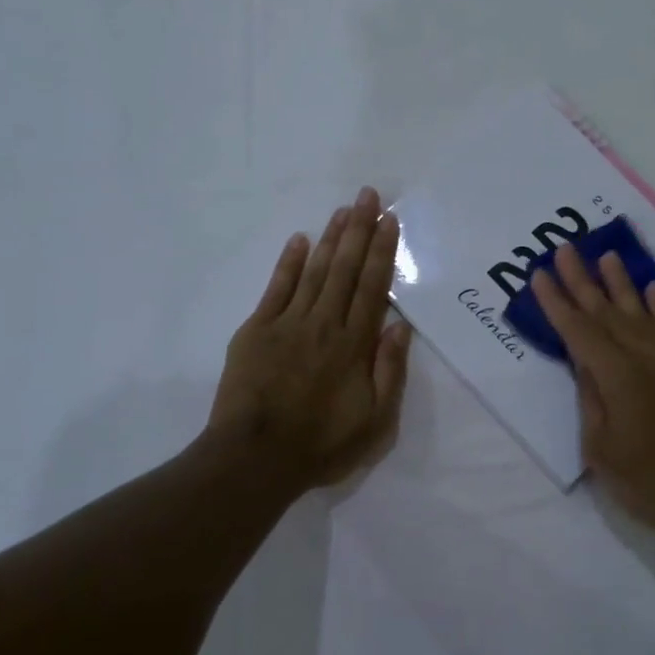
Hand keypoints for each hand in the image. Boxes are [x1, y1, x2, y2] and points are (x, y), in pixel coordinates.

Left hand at [211, 187, 412, 492]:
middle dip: (359, 230)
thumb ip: (389, 371)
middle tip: (368, 195)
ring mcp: (287, 324)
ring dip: (330, 238)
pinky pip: (276, 289)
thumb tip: (399, 325)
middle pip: (344, 269)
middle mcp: (324, 324)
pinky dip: (288, 263)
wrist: (255, 458)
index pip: (372, 287)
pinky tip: (299, 240)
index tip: (389, 220)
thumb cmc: (322, 444)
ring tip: (343, 209)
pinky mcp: (256, 331)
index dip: (382, 251)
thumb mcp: (375, 421)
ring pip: (314, 272)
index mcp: (354, 345)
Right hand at [530, 243, 654, 546]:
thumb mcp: (600, 448)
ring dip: (620, 282)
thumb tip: (584, 363)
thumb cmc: (646, 481)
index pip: (579, 330)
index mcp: (617, 376)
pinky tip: (652, 287)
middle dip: (582, 280)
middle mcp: (644, 357)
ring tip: (606, 255)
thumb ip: (591, 398)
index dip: (557, 302)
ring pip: (639, 311)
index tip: (540, 275)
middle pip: (605, 311)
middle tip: (564, 249)